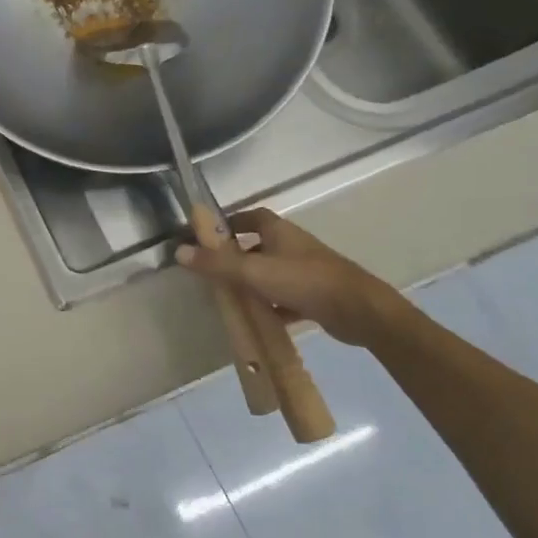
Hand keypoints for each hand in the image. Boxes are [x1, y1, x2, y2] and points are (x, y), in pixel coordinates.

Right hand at [176, 209, 405, 347]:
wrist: (359, 311)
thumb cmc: (305, 281)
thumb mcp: (254, 272)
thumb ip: (217, 264)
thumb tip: (178, 251)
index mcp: (280, 232)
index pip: (251, 217)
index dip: (231, 223)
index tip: (209, 236)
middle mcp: (293, 246)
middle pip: (260, 245)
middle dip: (237, 255)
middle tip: (213, 270)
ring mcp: (306, 271)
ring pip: (271, 272)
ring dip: (253, 282)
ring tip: (229, 296)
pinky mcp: (315, 296)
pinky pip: (285, 297)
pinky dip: (270, 305)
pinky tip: (257, 319)